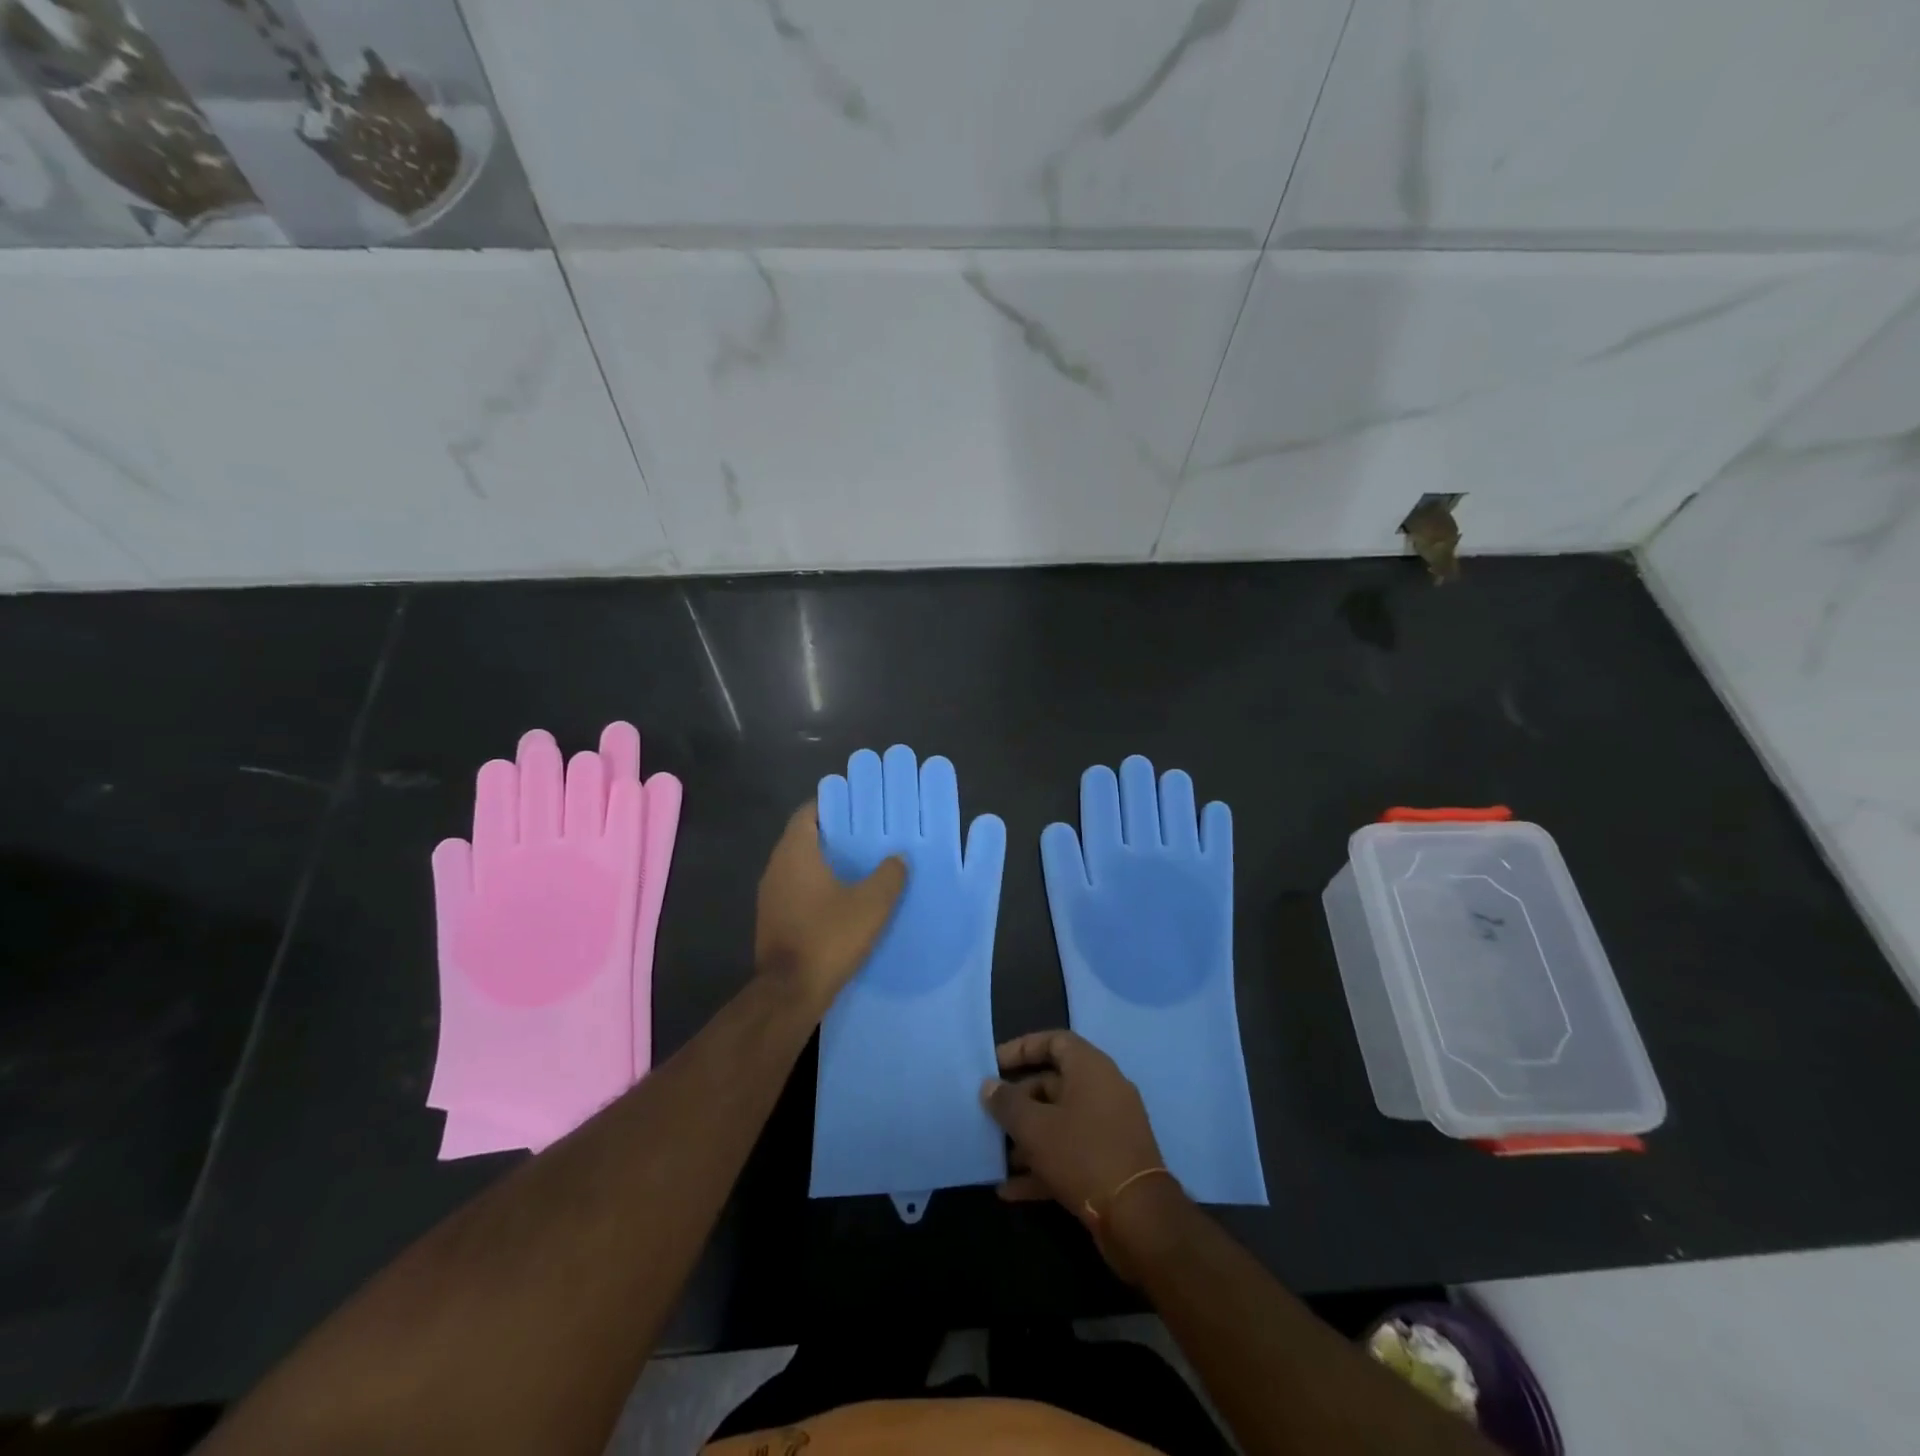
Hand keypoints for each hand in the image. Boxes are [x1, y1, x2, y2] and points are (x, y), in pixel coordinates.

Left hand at [755, 803, 906, 1015]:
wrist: (789, 992)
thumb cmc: (829, 937)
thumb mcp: (871, 905)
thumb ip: (889, 875)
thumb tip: (898, 857)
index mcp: (795, 852)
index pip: (808, 812)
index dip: (833, 805)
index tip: (859, 807)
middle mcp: (776, 867)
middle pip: (804, 837)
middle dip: (834, 834)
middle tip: (868, 834)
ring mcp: (770, 895)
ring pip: (800, 865)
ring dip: (826, 862)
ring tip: (861, 865)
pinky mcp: (772, 919)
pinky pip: (796, 889)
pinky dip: (817, 886)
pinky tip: (843, 899)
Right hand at [981, 1031, 1169, 1263]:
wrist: (1138, 1218)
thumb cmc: (1082, 1154)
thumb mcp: (1034, 1127)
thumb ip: (1007, 1103)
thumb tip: (989, 1086)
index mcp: (1090, 1068)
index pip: (1054, 1041)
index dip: (1022, 1048)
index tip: (993, 1064)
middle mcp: (1103, 1090)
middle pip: (1054, 1083)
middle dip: (1019, 1100)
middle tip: (989, 1114)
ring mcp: (1110, 1128)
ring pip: (1060, 1122)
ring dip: (1028, 1137)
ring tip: (996, 1154)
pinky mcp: (1111, 1162)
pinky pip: (1071, 1153)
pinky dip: (1043, 1166)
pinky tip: (1010, 1190)